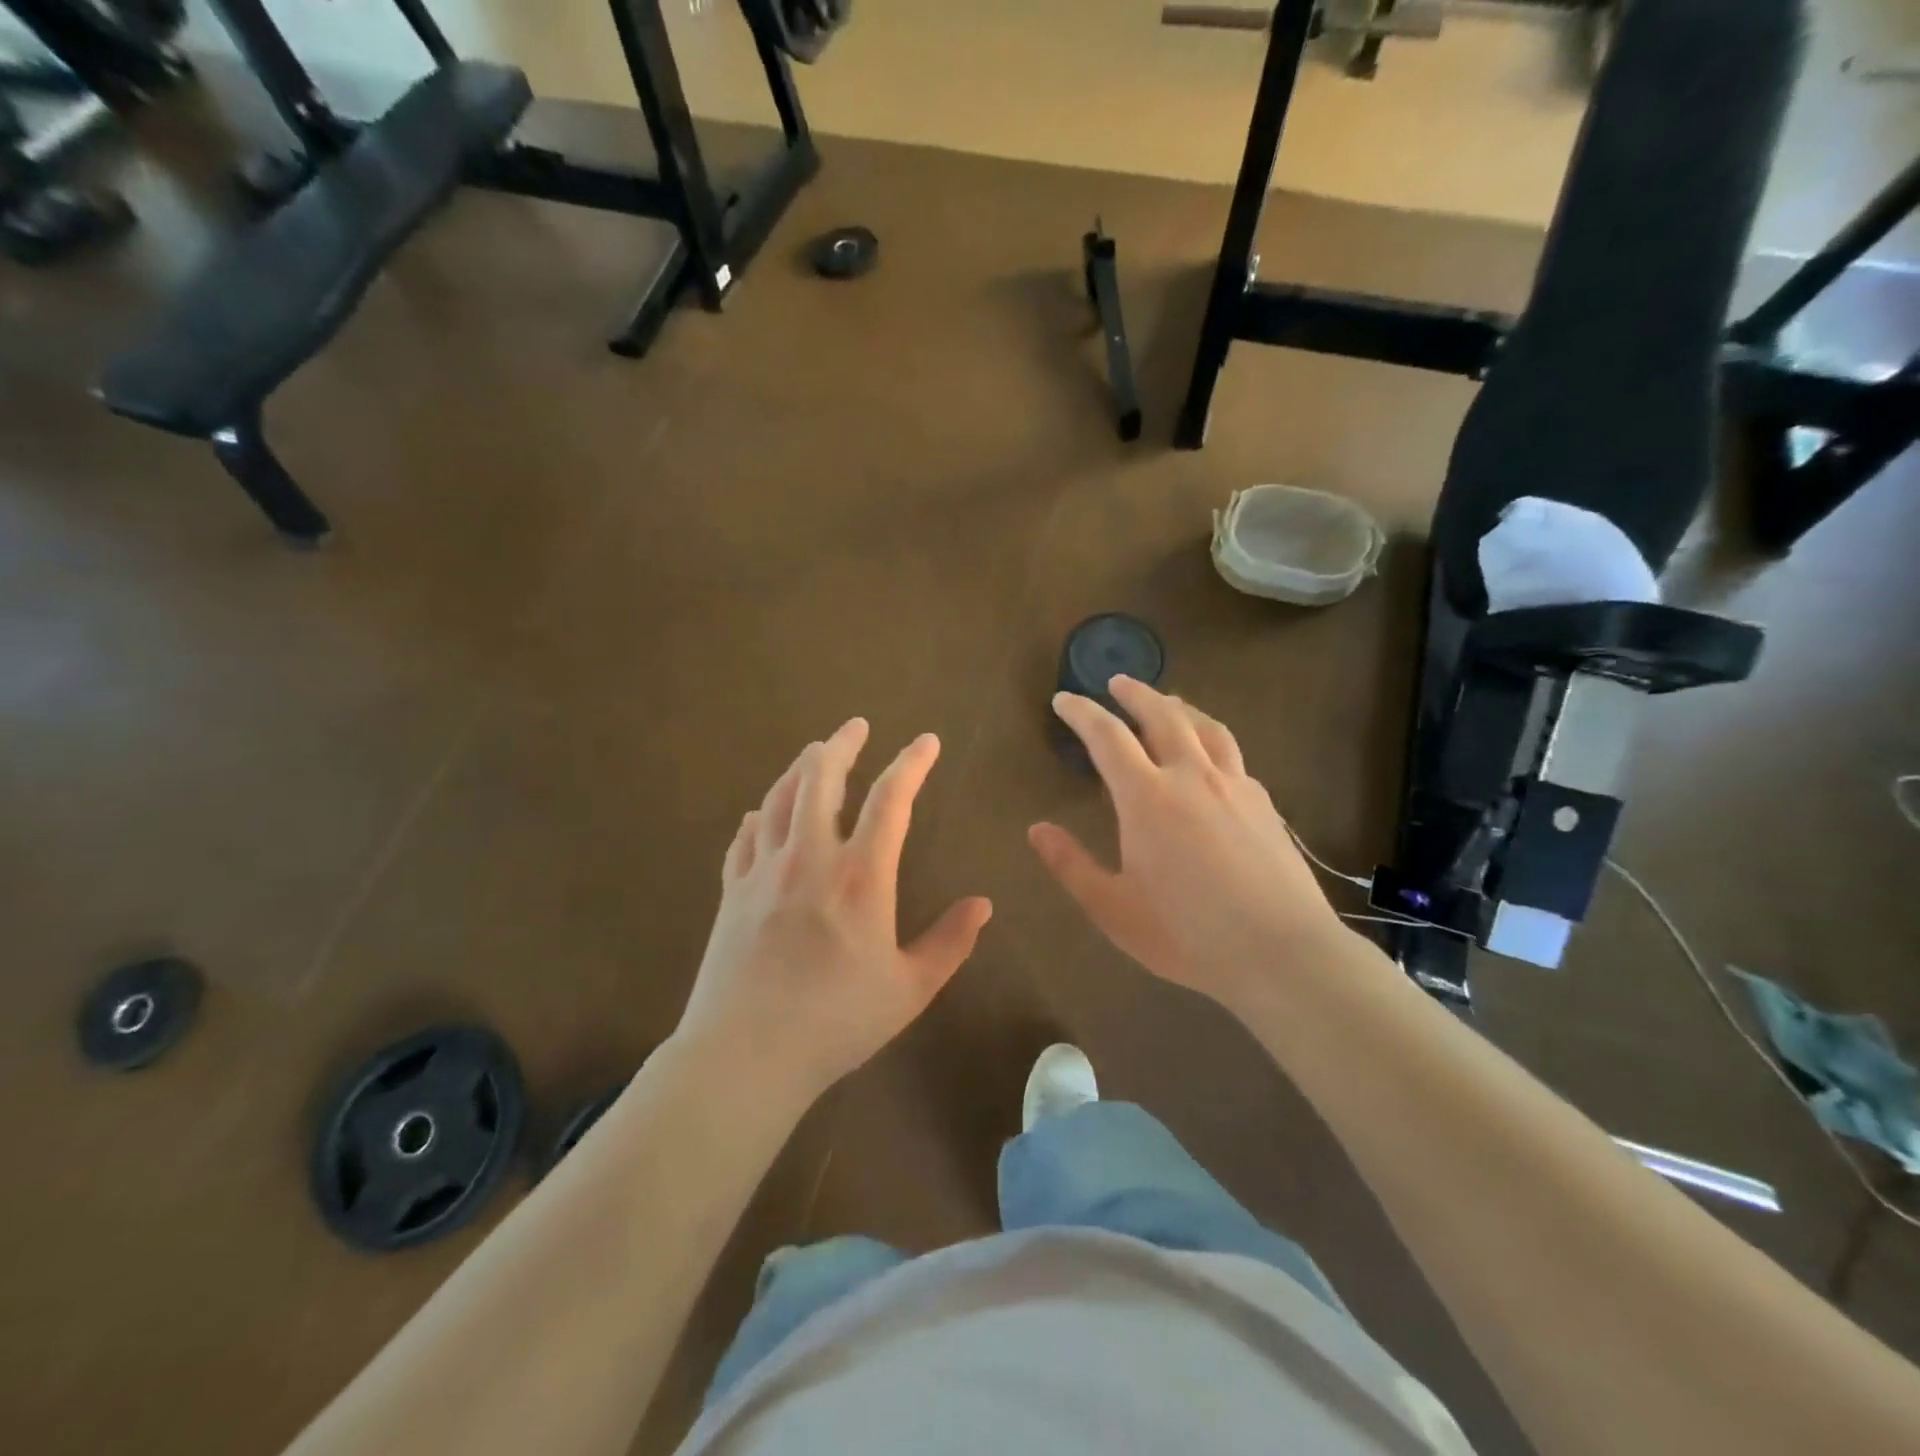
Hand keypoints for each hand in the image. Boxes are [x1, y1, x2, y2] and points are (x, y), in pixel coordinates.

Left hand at [677, 719, 992, 1107]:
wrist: (745, 1056)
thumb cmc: (837, 1023)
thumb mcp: (910, 989)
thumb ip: (950, 942)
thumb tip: (983, 904)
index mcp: (861, 876)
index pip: (891, 799)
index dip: (911, 763)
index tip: (927, 742)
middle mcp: (810, 857)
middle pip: (821, 778)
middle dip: (842, 744)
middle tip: (856, 726)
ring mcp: (764, 871)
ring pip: (779, 797)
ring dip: (800, 768)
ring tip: (815, 753)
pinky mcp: (732, 892)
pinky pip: (745, 836)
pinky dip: (760, 815)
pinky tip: (762, 813)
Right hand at [1029, 678, 1351, 1017]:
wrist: (1282, 953)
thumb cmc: (1187, 934)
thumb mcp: (1113, 909)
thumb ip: (1071, 865)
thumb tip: (1037, 829)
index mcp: (1147, 797)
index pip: (1107, 737)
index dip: (1082, 713)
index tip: (1064, 700)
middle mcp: (1191, 777)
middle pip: (1162, 715)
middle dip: (1135, 694)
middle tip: (1116, 683)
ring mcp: (1235, 786)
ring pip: (1206, 727)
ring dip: (1179, 707)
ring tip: (1167, 702)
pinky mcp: (1265, 804)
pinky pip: (1233, 756)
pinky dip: (1212, 742)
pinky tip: (1211, 758)